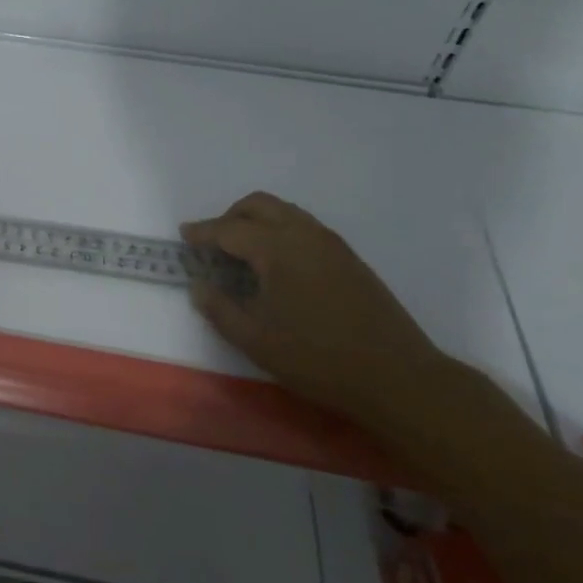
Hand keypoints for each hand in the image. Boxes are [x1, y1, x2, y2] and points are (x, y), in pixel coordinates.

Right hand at [182, 192, 451, 427]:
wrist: (398, 378)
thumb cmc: (318, 358)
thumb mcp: (256, 340)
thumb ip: (220, 309)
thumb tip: (199, 285)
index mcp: (277, 247)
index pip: (229, 229)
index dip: (203, 232)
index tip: (184, 236)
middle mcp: (303, 233)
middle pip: (258, 205)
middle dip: (230, 216)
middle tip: (213, 242)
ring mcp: (330, 243)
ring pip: (284, 211)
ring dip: (257, 221)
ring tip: (243, 253)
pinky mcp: (349, 257)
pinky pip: (304, 226)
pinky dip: (280, 231)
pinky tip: (278, 266)